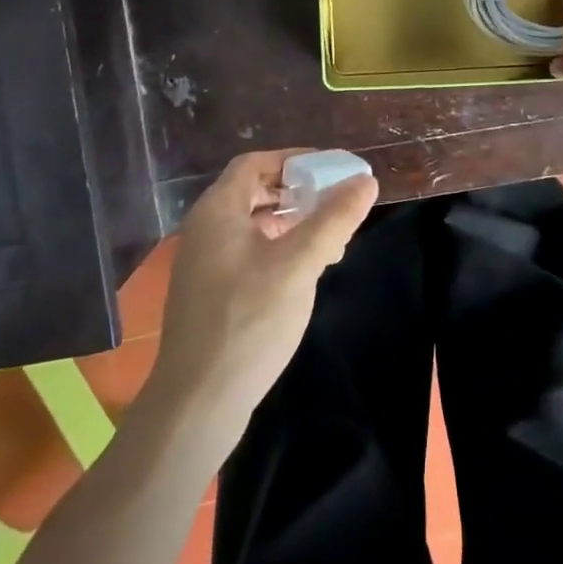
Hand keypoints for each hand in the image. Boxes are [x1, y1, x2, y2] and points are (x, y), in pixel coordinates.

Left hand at [148, 149, 377, 433]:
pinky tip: (304, 272)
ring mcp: (203, 264)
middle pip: (254, 191)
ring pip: (253, 225)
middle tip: (335, 201)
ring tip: (330, 239)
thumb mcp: (299, 263)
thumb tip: (365, 181)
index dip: (294, 160)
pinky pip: (247, 253)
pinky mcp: (209, 294)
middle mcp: (205, 229)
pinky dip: (278, 249)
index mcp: (218, 210)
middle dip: (297, 192)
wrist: (197, 404)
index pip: (255, 163)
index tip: (331, 169)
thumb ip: (334, 219)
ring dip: (291, 223)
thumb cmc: (248, 321)